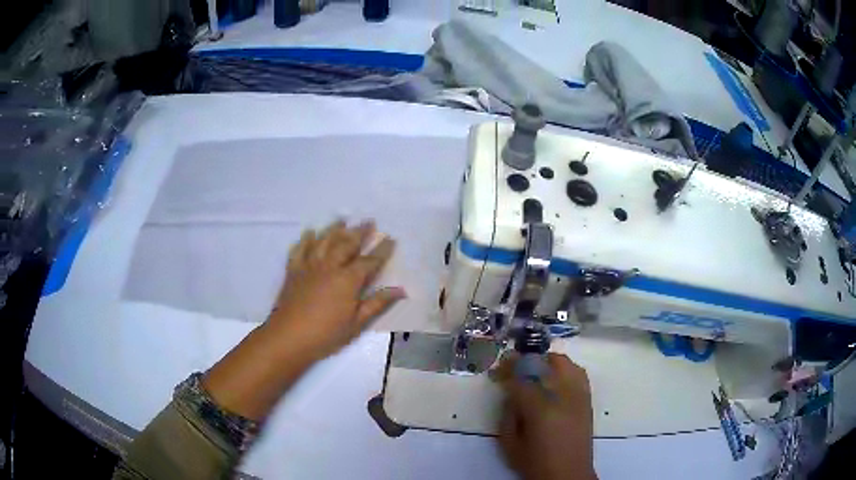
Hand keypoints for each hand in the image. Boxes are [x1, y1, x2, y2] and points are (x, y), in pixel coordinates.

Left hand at [268, 220, 405, 359]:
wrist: (288, 337)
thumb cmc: (326, 334)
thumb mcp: (357, 323)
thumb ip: (378, 303)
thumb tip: (401, 290)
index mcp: (348, 280)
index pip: (369, 261)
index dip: (381, 250)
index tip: (390, 239)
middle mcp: (329, 266)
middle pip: (347, 244)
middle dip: (360, 232)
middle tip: (369, 221)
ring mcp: (309, 266)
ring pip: (323, 241)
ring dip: (334, 229)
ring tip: (343, 219)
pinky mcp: (293, 270)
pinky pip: (299, 249)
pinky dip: (305, 239)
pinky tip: (310, 233)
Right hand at [494, 353, 596, 479]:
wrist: (569, 475)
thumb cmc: (535, 463)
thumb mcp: (509, 443)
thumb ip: (507, 414)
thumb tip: (510, 394)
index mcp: (540, 409)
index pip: (520, 378)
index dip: (505, 370)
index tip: (495, 371)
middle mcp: (562, 396)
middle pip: (542, 364)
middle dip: (523, 362)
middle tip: (511, 369)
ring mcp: (578, 395)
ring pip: (563, 363)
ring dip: (544, 362)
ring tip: (533, 371)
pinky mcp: (587, 399)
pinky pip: (577, 372)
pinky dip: (564, 369)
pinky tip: (554, 378)